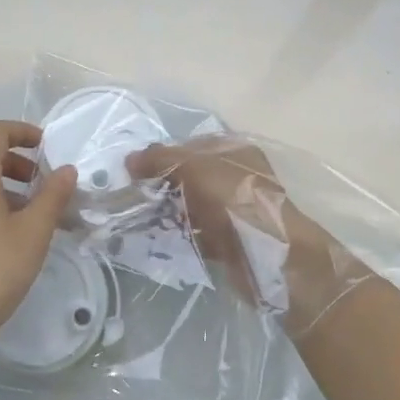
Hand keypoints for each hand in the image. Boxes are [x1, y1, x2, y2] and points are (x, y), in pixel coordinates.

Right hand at [126, 135, 362, 334]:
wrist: (269, 253)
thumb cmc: (233, 199)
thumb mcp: (192, 167)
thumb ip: (160, 159)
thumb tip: (130, 160)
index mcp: (234, 150)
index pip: (190, 146)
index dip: (162, 155)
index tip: (134, 172)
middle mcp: (237, 176)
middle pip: (191, 176)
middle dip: (163, 185)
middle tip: (134, 197)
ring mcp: (236, 209)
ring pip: (194, 205)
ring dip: (170, 211)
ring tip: (141, 219)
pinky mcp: (232, 240)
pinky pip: (200, 233)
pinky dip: (182, 235)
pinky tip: (160, 240)